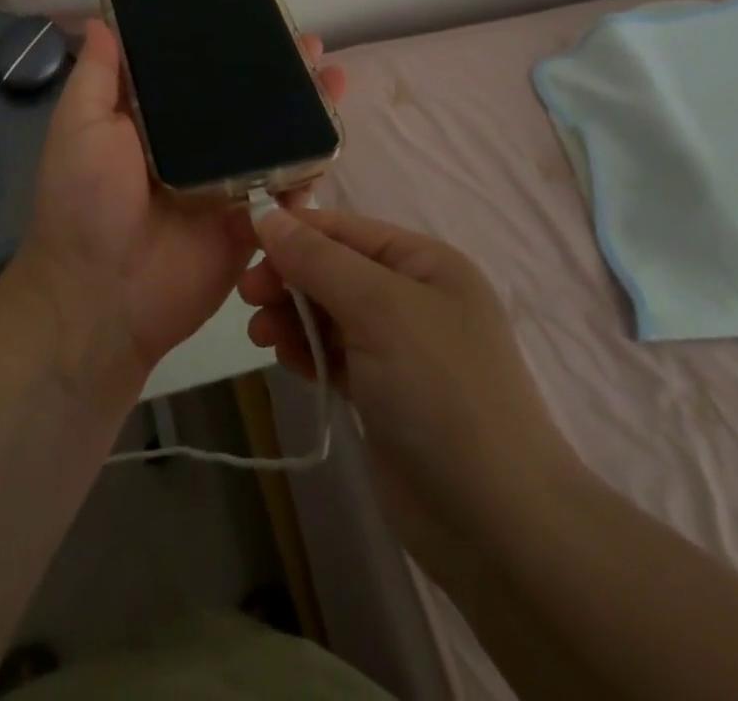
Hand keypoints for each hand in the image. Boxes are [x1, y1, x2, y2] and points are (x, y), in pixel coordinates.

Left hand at [13, 19, 347, 380]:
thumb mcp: (80, 126)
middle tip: (308, 44)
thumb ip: (98, 76)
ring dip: (304, 109)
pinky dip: (312, 163)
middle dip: (277, 72)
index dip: (225, 44)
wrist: (103, 296)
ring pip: (272, 138)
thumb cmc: (84, 201)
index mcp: (155, 121)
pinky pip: (287, 188)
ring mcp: (227, 183)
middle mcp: (195, 146)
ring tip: (333, 77)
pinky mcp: (251, 220)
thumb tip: (100, 19)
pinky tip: (335, 132)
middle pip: (244, 101)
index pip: (196, 72)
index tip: (253, 14)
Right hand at [240, 206, 572, 591]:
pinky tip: (287, 359)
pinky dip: (308, 351)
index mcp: (425, 263)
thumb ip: (319, 260)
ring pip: (329, 313)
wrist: (495, 523)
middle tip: (248, 297)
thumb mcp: (379, 308)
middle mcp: (413, 297)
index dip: (294, 231)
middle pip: (334, 270)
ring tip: (261, 335)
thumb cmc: (441, 391)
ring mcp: (399, 348)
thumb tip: (266, 215)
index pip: (346, 230)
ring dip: (292, 316)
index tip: (243, 244)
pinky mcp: (384, 393)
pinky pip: (334, 353)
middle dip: (290, 278)